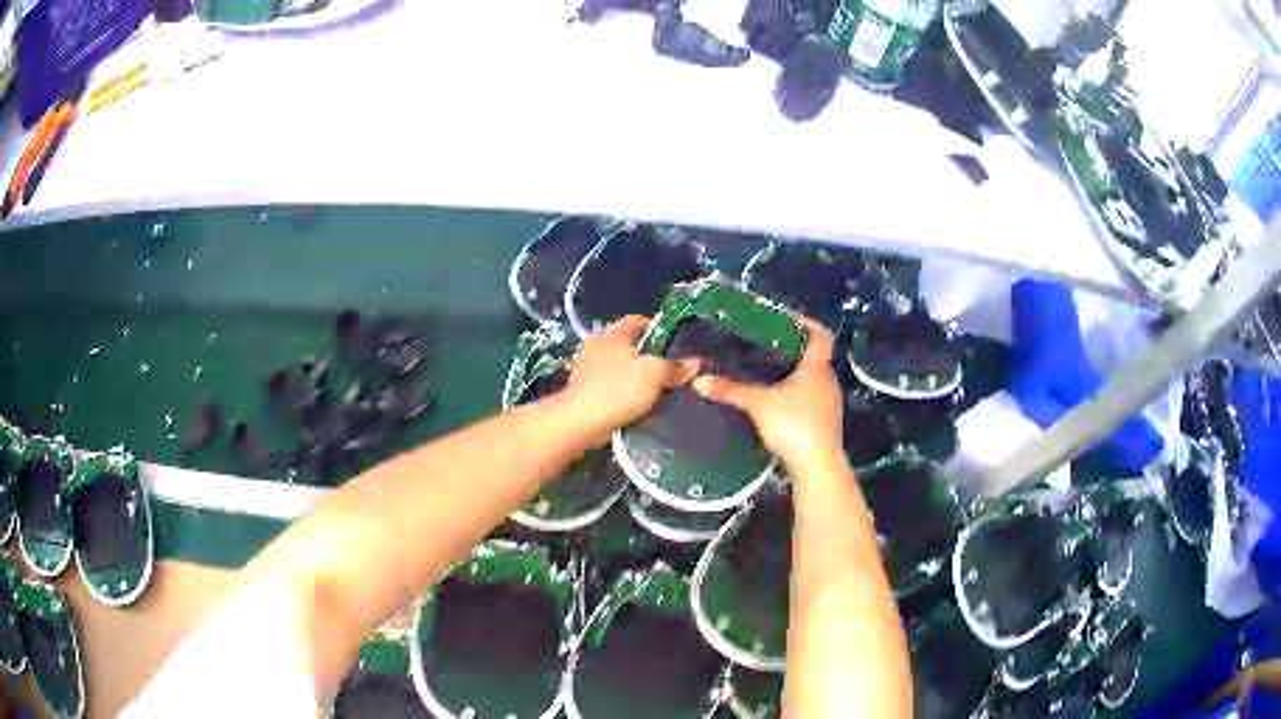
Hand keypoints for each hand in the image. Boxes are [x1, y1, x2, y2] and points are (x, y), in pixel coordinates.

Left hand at [563, 315, 699, 436]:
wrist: (580, 423)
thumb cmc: (617, 391)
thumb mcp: (654, 374)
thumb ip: (675, 367)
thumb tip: (695, 363)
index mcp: (613, 333)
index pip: (640, 320)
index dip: (661, 329)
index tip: (678, 344)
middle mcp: (599, 345)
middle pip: (632, 345)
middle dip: (653, 357)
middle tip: (674, 369)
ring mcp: (590, 368)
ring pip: (624, 367)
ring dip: (640, 377)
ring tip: (662, 389)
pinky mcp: (587, 390)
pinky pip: (614, 386)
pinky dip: (627, 393)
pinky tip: (642, 404)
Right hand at [692, 318, 843, 467]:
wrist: (818, 466)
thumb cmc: (794, 425)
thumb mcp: (758, 405)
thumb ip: (731, 391)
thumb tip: (698, 381)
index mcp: (817, 368)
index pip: (821, 335)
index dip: (807, 323)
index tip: (786, 318)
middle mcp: (828, 381)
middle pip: (815, 358)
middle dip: (794, 350)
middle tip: (768, 346)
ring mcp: (830, 404)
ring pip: (813, 381)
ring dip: (796, 375)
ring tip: (768, 373)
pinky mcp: (826, 424)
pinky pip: (812, 400)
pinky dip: (797, 396)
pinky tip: (778, 404)